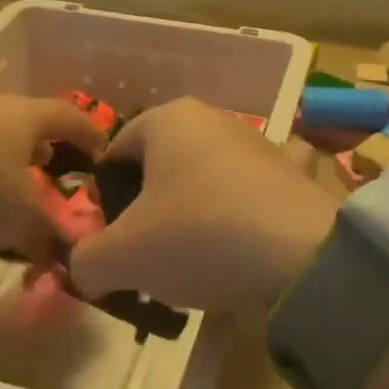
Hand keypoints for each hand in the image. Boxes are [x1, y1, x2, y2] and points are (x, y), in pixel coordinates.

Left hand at [0, 96, 104, 261]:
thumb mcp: (19, 217)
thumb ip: (47, 236)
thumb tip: (67, 257)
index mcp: (28, 115)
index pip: (71, 117)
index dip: (90, 134)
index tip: (104, 152)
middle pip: (30, 121)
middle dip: (46, 145)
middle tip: (55, 168)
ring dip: (8, 157)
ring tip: (12, 184)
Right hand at [69, 98, 337, 309]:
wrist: (302, 253)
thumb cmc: (198, 235)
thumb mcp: (122, 257)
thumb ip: (86, 261)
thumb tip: (87, 269)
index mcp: (168, 118)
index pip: (115, 154)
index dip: (106, 201)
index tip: (115, 242)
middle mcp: (213, 118)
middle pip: (159, 169)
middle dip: (148, 214)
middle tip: (149, 260)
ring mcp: (256, 143)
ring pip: (201, 184)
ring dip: (189, 221)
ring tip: (193, 269)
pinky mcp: (288, 173)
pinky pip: (243, 197)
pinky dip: (232, 223)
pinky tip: (236, 257)